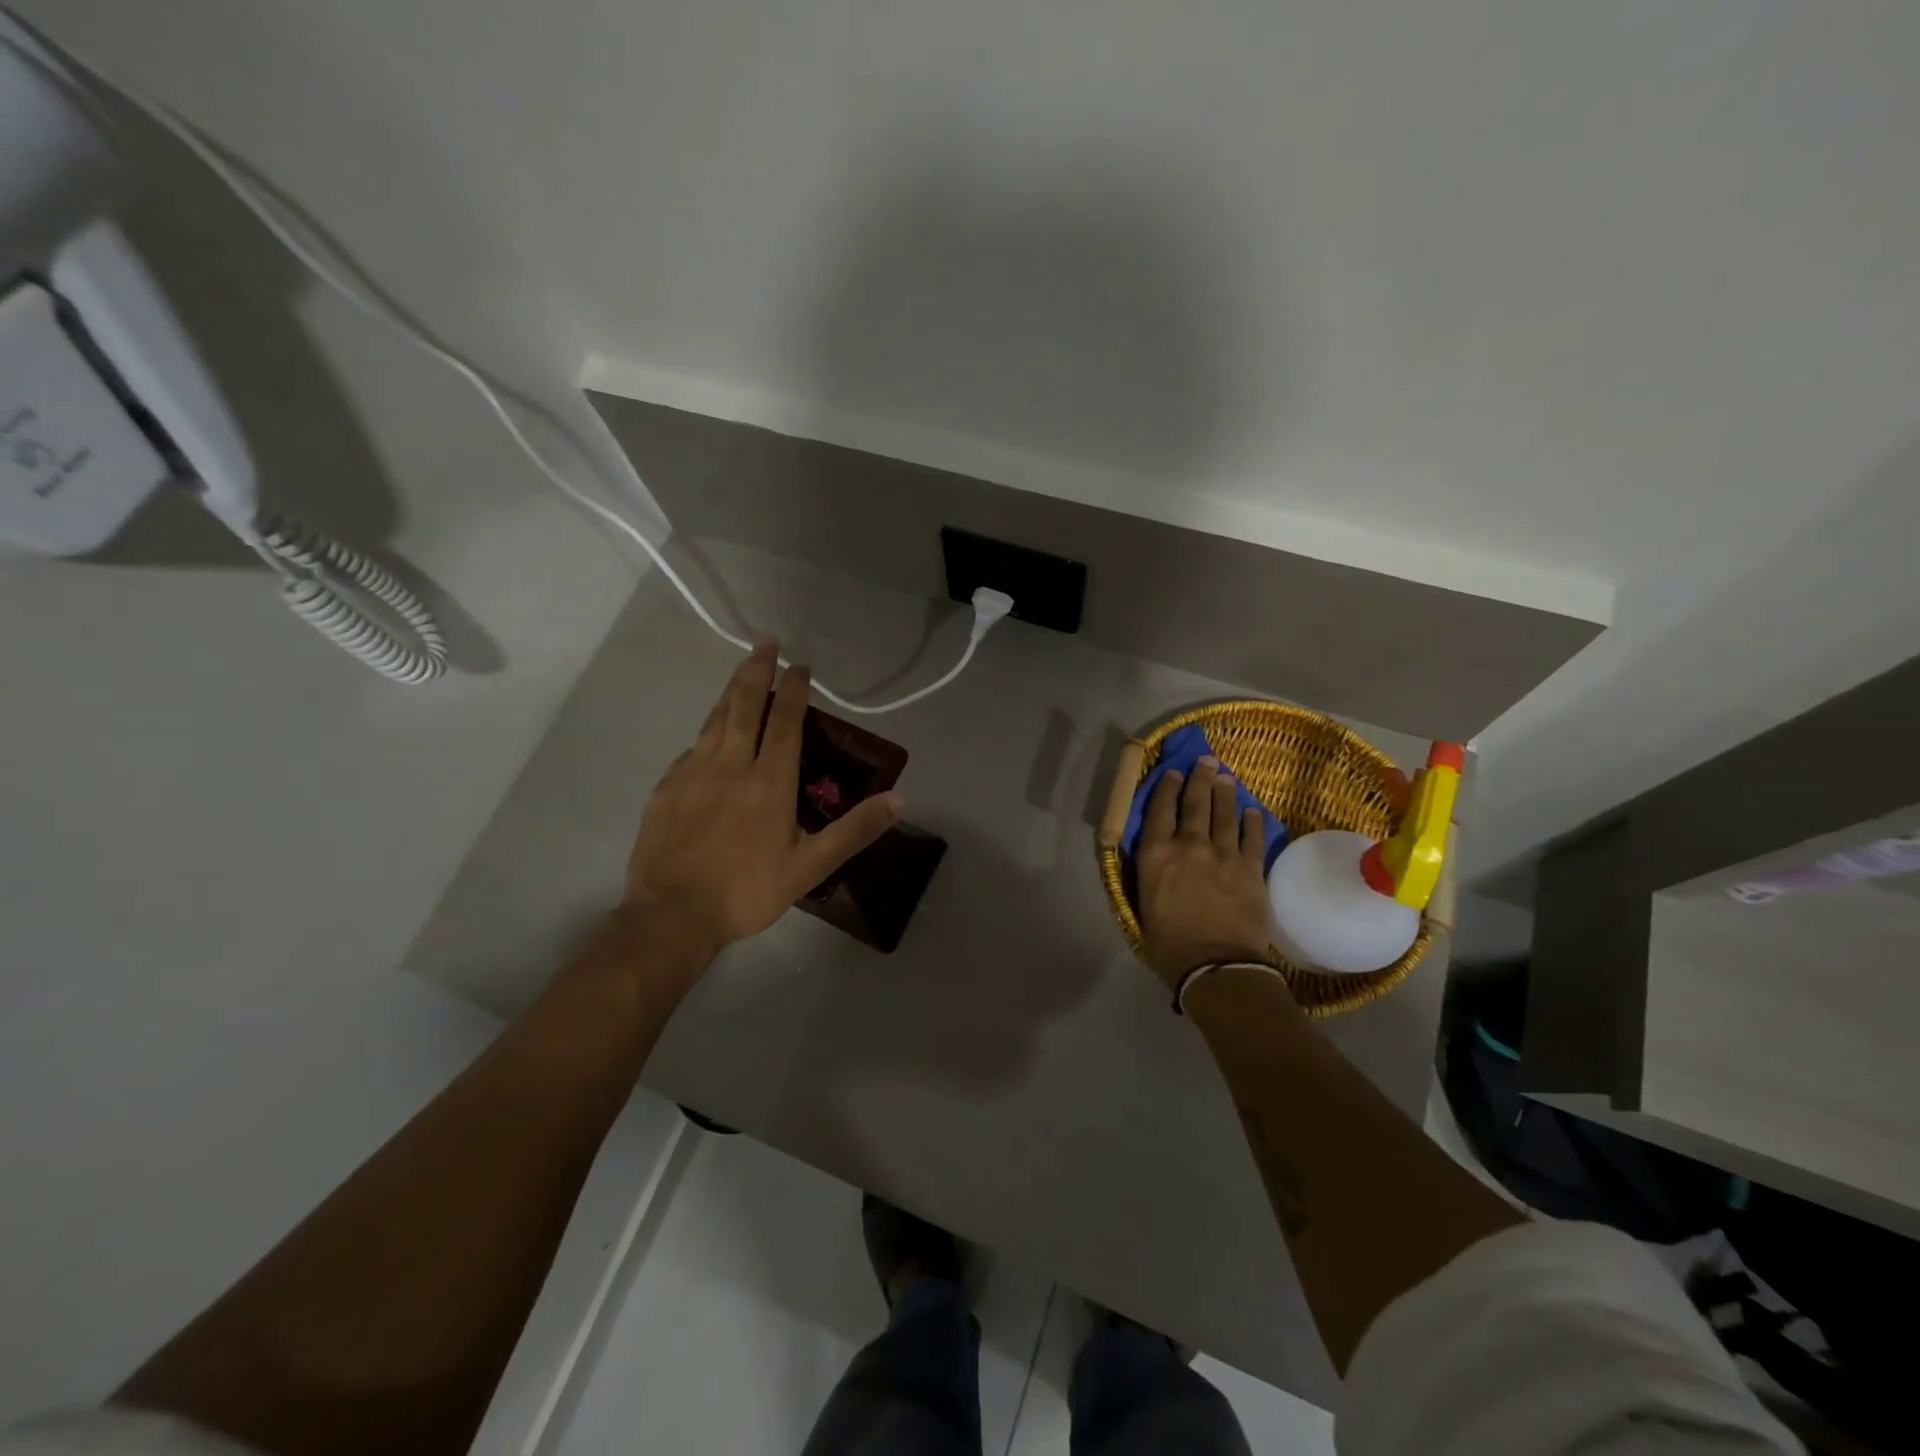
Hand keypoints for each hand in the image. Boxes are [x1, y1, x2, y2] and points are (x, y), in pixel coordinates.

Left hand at [624, 641, 901, 955]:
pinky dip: (707, 733)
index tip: (801, 665)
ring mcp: (692, 773)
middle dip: (756, 670)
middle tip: (765, 642)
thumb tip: (900, 800)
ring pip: (714, 721)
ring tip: (740, 673)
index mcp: (769, 781)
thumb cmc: (747, 891)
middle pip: (744, 705)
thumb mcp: (811, 866)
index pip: (786, 721)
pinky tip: (709, 736)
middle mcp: (730, 765)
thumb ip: (855, 830)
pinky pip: (691, 749)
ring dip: (730, 692)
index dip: (795, 689)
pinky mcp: (666, 789)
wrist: (671, 916)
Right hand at [1135, 756, 1274, 988]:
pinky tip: (1252, 811)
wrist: (1216, 965)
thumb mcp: (1143, 905)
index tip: (1173, 772)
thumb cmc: (1169, 944)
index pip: (1160, 810)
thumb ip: (1149, 875)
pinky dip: (1252, 821)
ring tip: (1225, 777)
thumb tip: (1155, 861)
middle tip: (1206, 761)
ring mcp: (1223, 853)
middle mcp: (1188, 845)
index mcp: (1156, 854)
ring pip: (1224, 813)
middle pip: (1194, 803)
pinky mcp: (1251, 868)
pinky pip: (1252, 836)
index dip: (1167, 788)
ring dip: (1224, 792)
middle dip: (1199, 779)